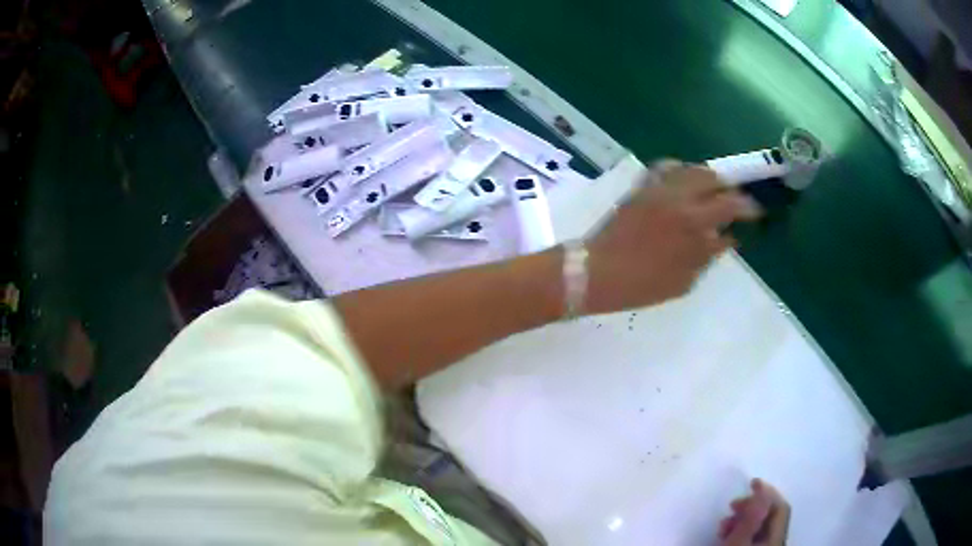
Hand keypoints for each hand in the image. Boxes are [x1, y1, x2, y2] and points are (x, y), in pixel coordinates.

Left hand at [584, 162, 761, 313]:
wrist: (597, 272)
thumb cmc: (642, 284)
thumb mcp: (684, 280)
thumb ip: (708, 255)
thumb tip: (727, 238)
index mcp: (692, 221)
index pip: (730, 204)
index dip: (748, 207)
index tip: (757, 211)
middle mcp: (677, 196)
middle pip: (713, 178)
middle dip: (729, 187)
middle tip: (735, 200)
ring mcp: (657, 188)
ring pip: (691, 168)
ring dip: (707, 177)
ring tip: (713, 191)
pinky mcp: (640, 187)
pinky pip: (664, 168)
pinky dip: (680, 171)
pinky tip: (684, 183)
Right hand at [719, 479, 790, 545]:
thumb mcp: (738, 542)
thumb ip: (751, 518)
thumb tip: (762, 492)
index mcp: (777, 537)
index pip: (780, 507)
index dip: (768, 492)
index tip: (751, 482)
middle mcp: (776, 541)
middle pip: (771, 516)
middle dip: (751, 506)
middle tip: (731, 506)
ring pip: (760, 526)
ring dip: (743, 519)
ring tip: (723, 525)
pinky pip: (753, 536)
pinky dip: (741, 530)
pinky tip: (727, 535)